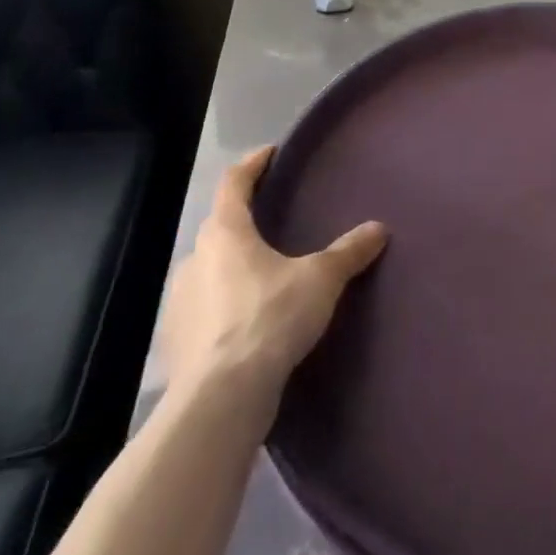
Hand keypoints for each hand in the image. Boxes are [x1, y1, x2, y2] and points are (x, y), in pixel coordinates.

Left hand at [161, 146, 387, 397]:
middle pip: (219, 228)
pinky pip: (203, 310)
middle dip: (245, 221)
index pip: (234, 184)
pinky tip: (247, 323)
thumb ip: (348, 252)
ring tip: (266, 276)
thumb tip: (378, 228)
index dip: (252, 165)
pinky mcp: (176, 342)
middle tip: (276, 221)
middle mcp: (194, 260)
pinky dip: (223, 307)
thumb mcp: (320, 280)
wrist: (220, 400)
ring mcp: (179, 303)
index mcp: (225, 234)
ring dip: (233, 267)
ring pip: (209, 271)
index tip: (270, 154)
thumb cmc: (270, 319)